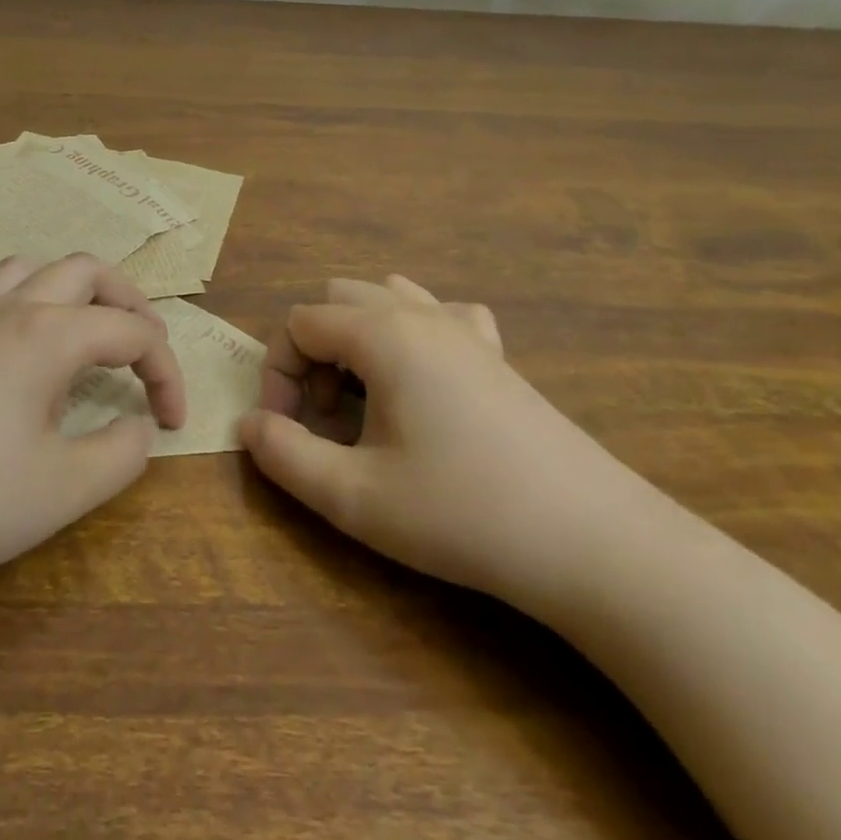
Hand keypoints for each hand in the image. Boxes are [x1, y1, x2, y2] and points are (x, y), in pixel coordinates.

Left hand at [0, 253, 185, 603]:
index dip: (167, 373)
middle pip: (85, 271)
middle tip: (147, 348)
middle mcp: (12, 310)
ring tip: (83, 325)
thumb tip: (139, 428)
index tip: (173, 424)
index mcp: (52, 335)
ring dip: (66, 287)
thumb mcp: (65, 488)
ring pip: (24, 269)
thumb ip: (122, 453)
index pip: (133, 333)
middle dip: (129, 301)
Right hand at [237, 275, 645, 612]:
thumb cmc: (462, 513)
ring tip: (366, 399)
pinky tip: (426, 380)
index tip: (288, 431)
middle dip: (314, 352)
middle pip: (337, 300)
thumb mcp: (355, 497)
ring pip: (387, 297)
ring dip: (358, 339)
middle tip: (325, 417)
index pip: (298, 323)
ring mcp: (466, 329)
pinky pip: (442, 314)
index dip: (278, 375)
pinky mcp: (498, 355)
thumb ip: (285, 455)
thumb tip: (247, 425)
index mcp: (382, 335)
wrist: (593, 542)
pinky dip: (415, 333)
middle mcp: (421, 315)